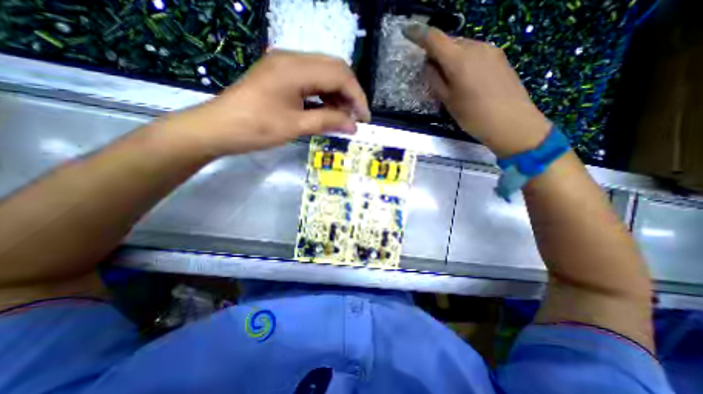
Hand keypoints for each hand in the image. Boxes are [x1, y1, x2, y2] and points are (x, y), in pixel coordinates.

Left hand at [162, 51, 369, 156]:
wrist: (218, 128)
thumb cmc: (255, 128)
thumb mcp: (296, 127)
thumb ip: (328, 121)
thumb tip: (353, 125)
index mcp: (295, 68)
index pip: (339, 75)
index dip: (357, 96)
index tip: (364, 118)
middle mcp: (292, 59)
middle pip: (334, 68)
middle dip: (350, 93)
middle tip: (356, 117)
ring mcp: (285, 65)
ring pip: (324, 73)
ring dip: (338, 94)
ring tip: (344, 116)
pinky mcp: (281, 75)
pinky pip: (311, 80)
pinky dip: (324, 95)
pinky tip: (328, 110)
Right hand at [403, 23, 550, 156]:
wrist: (512, 122)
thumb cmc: (473, 116)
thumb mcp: (448, 101)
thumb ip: (435, 80)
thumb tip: (429, 66)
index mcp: (458, 59)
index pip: (434, 39)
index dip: (419, 34)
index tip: (408, 31)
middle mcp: (475, 47)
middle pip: (450, 42)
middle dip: (437, 52)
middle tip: (431, 70)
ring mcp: (491, 50)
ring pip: (463, 47)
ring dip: (452, 57)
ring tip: (449, 79)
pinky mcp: (500, 57)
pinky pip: (475, 53)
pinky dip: (465, 60)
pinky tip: (466, 79)